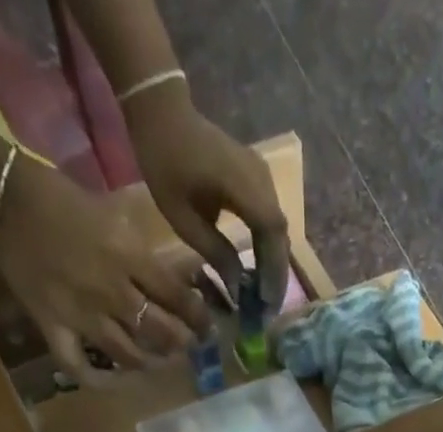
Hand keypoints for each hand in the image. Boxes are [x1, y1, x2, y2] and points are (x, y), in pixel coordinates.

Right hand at [0, 156, 209, 381]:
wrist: (5, 197)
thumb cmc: (64, 199)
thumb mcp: (116, 217)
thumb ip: (145, 254)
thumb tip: (178, 281)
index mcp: (130, 259)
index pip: (178, 299)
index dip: (198, 318)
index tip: (206, 327)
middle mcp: (112, 292)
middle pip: (160, 332)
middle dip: (179, 344)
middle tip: (184, 347)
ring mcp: (83, 315)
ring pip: (128, 356)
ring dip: (147, 363)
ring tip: (154, 361)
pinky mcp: (54, 327)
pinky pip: (78, 366)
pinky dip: (96, 380)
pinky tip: (110, 381)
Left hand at [128, 86, 290, 311]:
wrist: (163, 113)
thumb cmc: (165, 164)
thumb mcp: (183, 218)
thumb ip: (215, 252)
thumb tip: (238, 288)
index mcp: (242, 185)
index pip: (270, 233)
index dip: (272, 270)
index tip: (267, 302)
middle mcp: (261, 179)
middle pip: (280, 233)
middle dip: (276, 272)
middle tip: (269, 308)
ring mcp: (262, 176)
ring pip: (278, 227)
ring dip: (273, 261)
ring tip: (265, 294)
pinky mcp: (257, 178)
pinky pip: (270, 217)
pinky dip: (267, 245)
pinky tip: (259, 268)